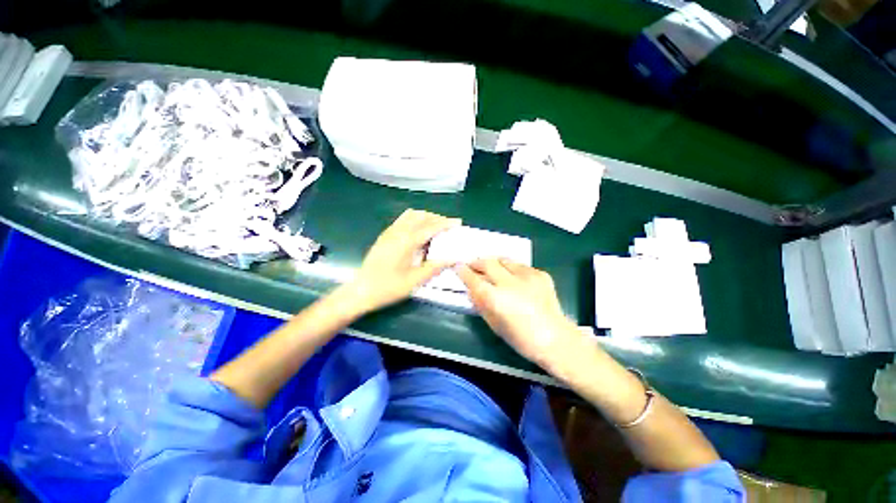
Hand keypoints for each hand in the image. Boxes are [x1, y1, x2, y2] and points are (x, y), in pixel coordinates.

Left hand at [345, 209, 459, 313]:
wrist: (360, 290)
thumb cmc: (388, 288)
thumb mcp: (414, 281)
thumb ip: (435, 267)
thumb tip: (453, 259)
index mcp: (407, 241)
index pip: (431, 226)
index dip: (446, 223)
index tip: (458, 222)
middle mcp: (398, 232)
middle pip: (421, 216)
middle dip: (437, 218)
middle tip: (448, 226)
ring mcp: (389, 232)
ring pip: (411, 215)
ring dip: (425, 217)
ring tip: (435, 227)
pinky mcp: (384, 235)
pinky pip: (402, 220)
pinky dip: (415, 220)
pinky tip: (418, 231)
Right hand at [457, 258, 579, 368]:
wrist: (556, 339)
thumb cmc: (521, 339)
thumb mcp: (494, 325)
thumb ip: (480, 304)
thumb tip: (471, 289)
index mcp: (496, 298)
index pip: (473, 278)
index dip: (462, 271)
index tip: (457, 266)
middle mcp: (510, 283)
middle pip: (488, 262)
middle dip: (477, 262)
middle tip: (474, 267)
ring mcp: (527, 276)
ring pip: (504, 260)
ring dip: (494, 264)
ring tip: (493, 271)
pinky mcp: (540, 274)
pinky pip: (520, 266)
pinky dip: (512, 270)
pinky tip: (514, 280)